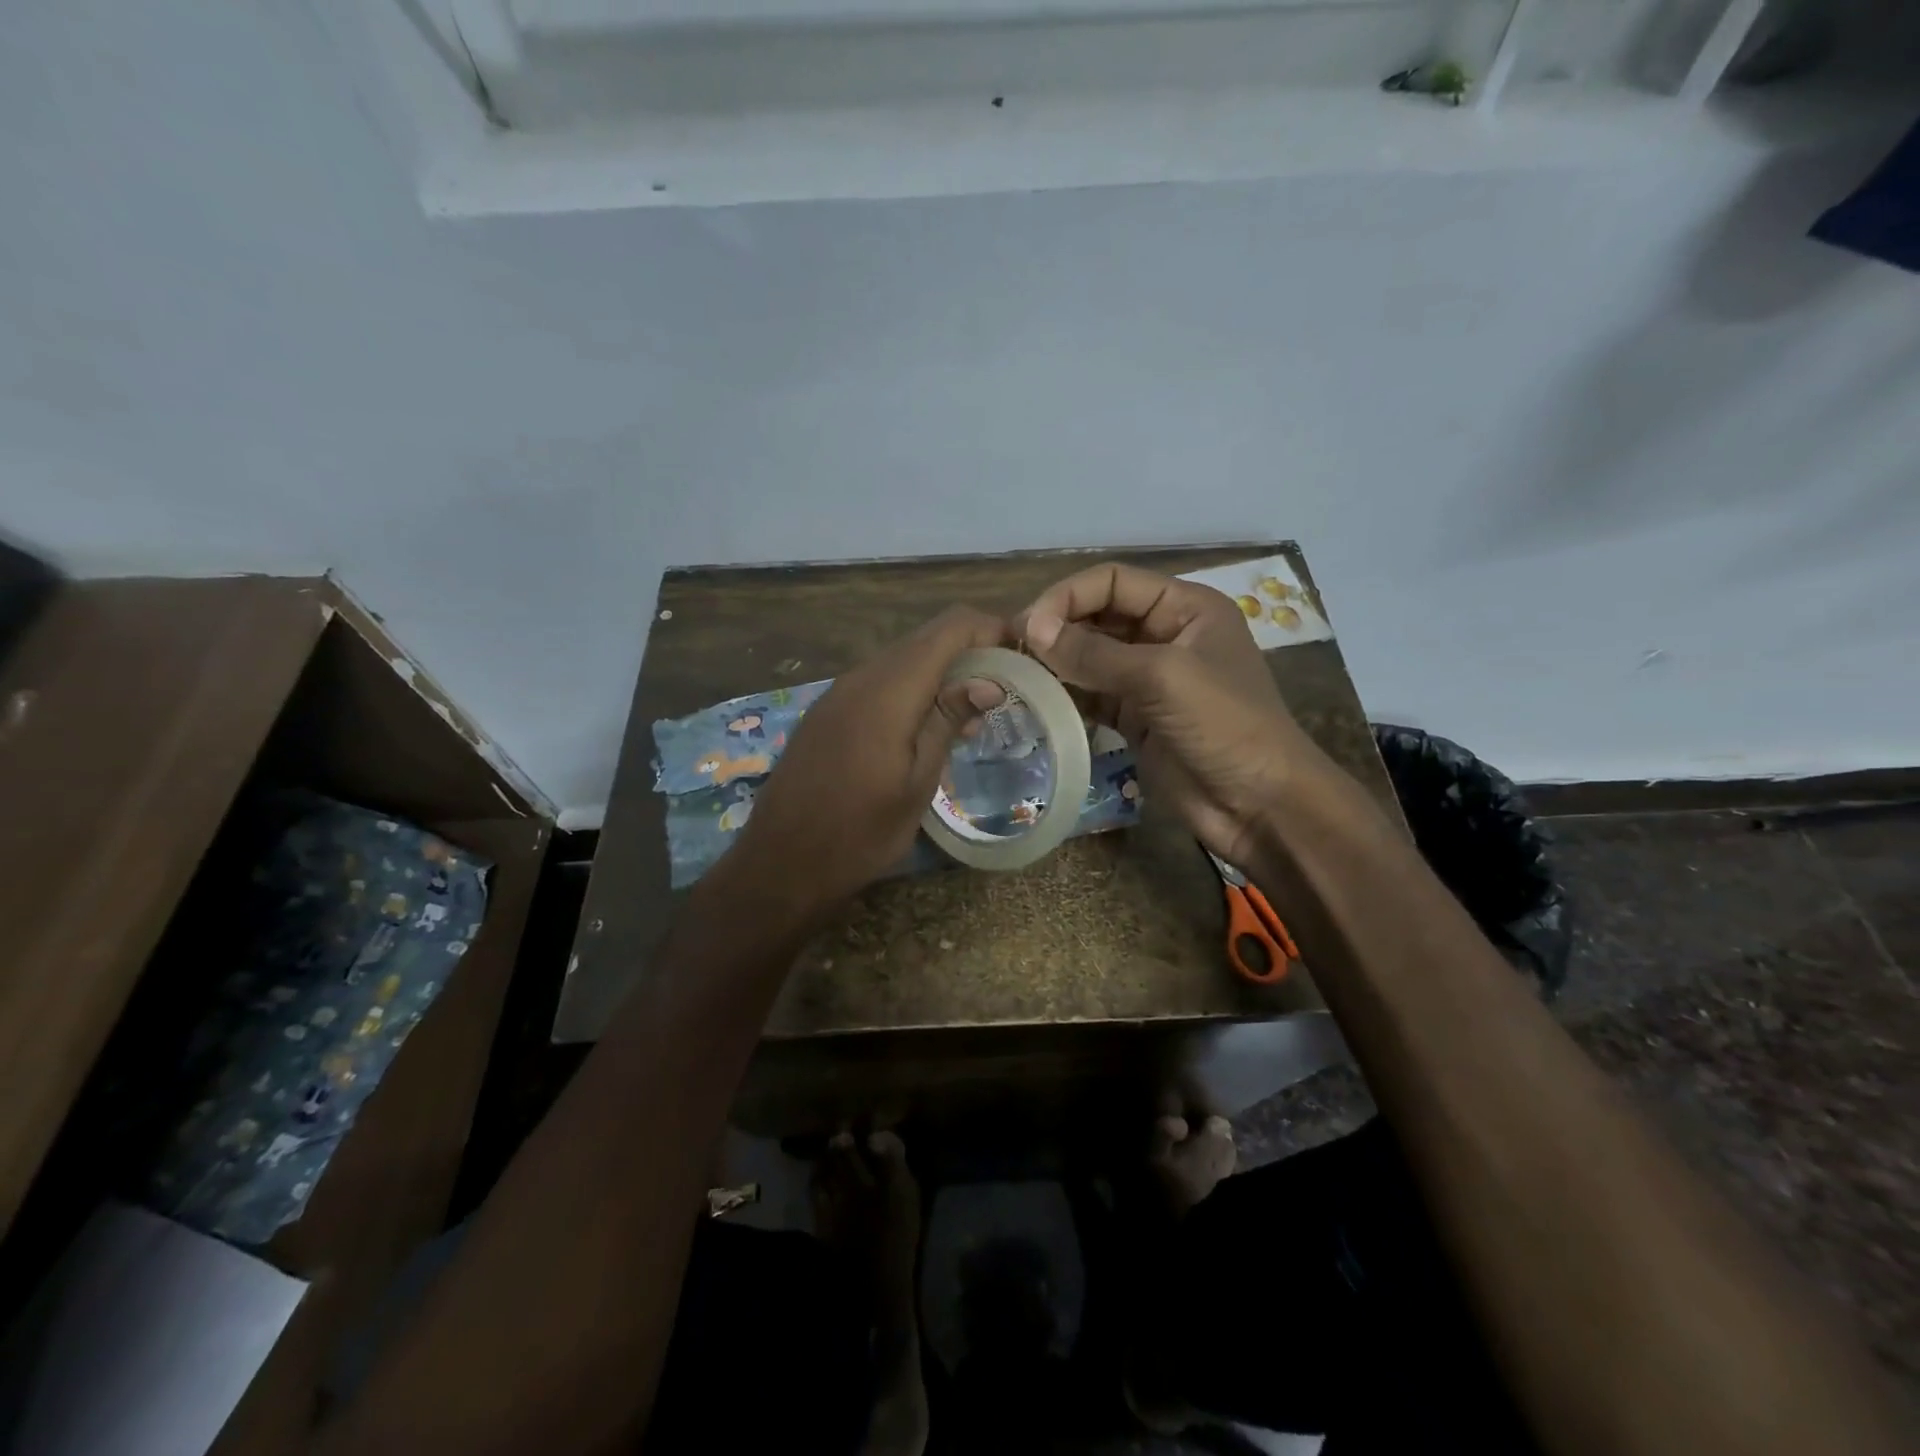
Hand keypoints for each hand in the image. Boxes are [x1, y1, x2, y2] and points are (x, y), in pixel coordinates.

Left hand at [725, 607, 1006, 915]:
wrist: (782, 863)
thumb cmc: (860, 832)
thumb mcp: (917, 782)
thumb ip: (948, 721)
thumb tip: (991, 682)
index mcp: (889, 689)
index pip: (950, 627)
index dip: (990, 628)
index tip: (1022, 655)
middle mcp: (861, 677)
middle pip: (926, 638)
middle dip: (970, 651)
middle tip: (1005, 688)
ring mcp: (838, 692)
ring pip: (902, 658)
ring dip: (941, 672)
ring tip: (973, 714)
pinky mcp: (827, 711)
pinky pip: (878, 681)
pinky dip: (911, 688)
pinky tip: (926, 726)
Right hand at [1015, 562, 1336, 865]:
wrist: (1261, 806)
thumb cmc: (1225, 726)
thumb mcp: (1162, 678)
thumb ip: (1094, 653)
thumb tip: (1030, 628)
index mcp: (1185, 607)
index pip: (1113, 581)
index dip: (1068, 596)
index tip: (1027, 625)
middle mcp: (1165, 635)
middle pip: (1098, 616)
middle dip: (1057, 628)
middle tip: (1011, 651)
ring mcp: (1149, 679)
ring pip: (1090, 657)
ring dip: (1056, 663)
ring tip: (1016, 675)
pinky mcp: (1136, 718)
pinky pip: (1092, 695)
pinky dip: (1066, 696)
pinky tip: (1036, 702)